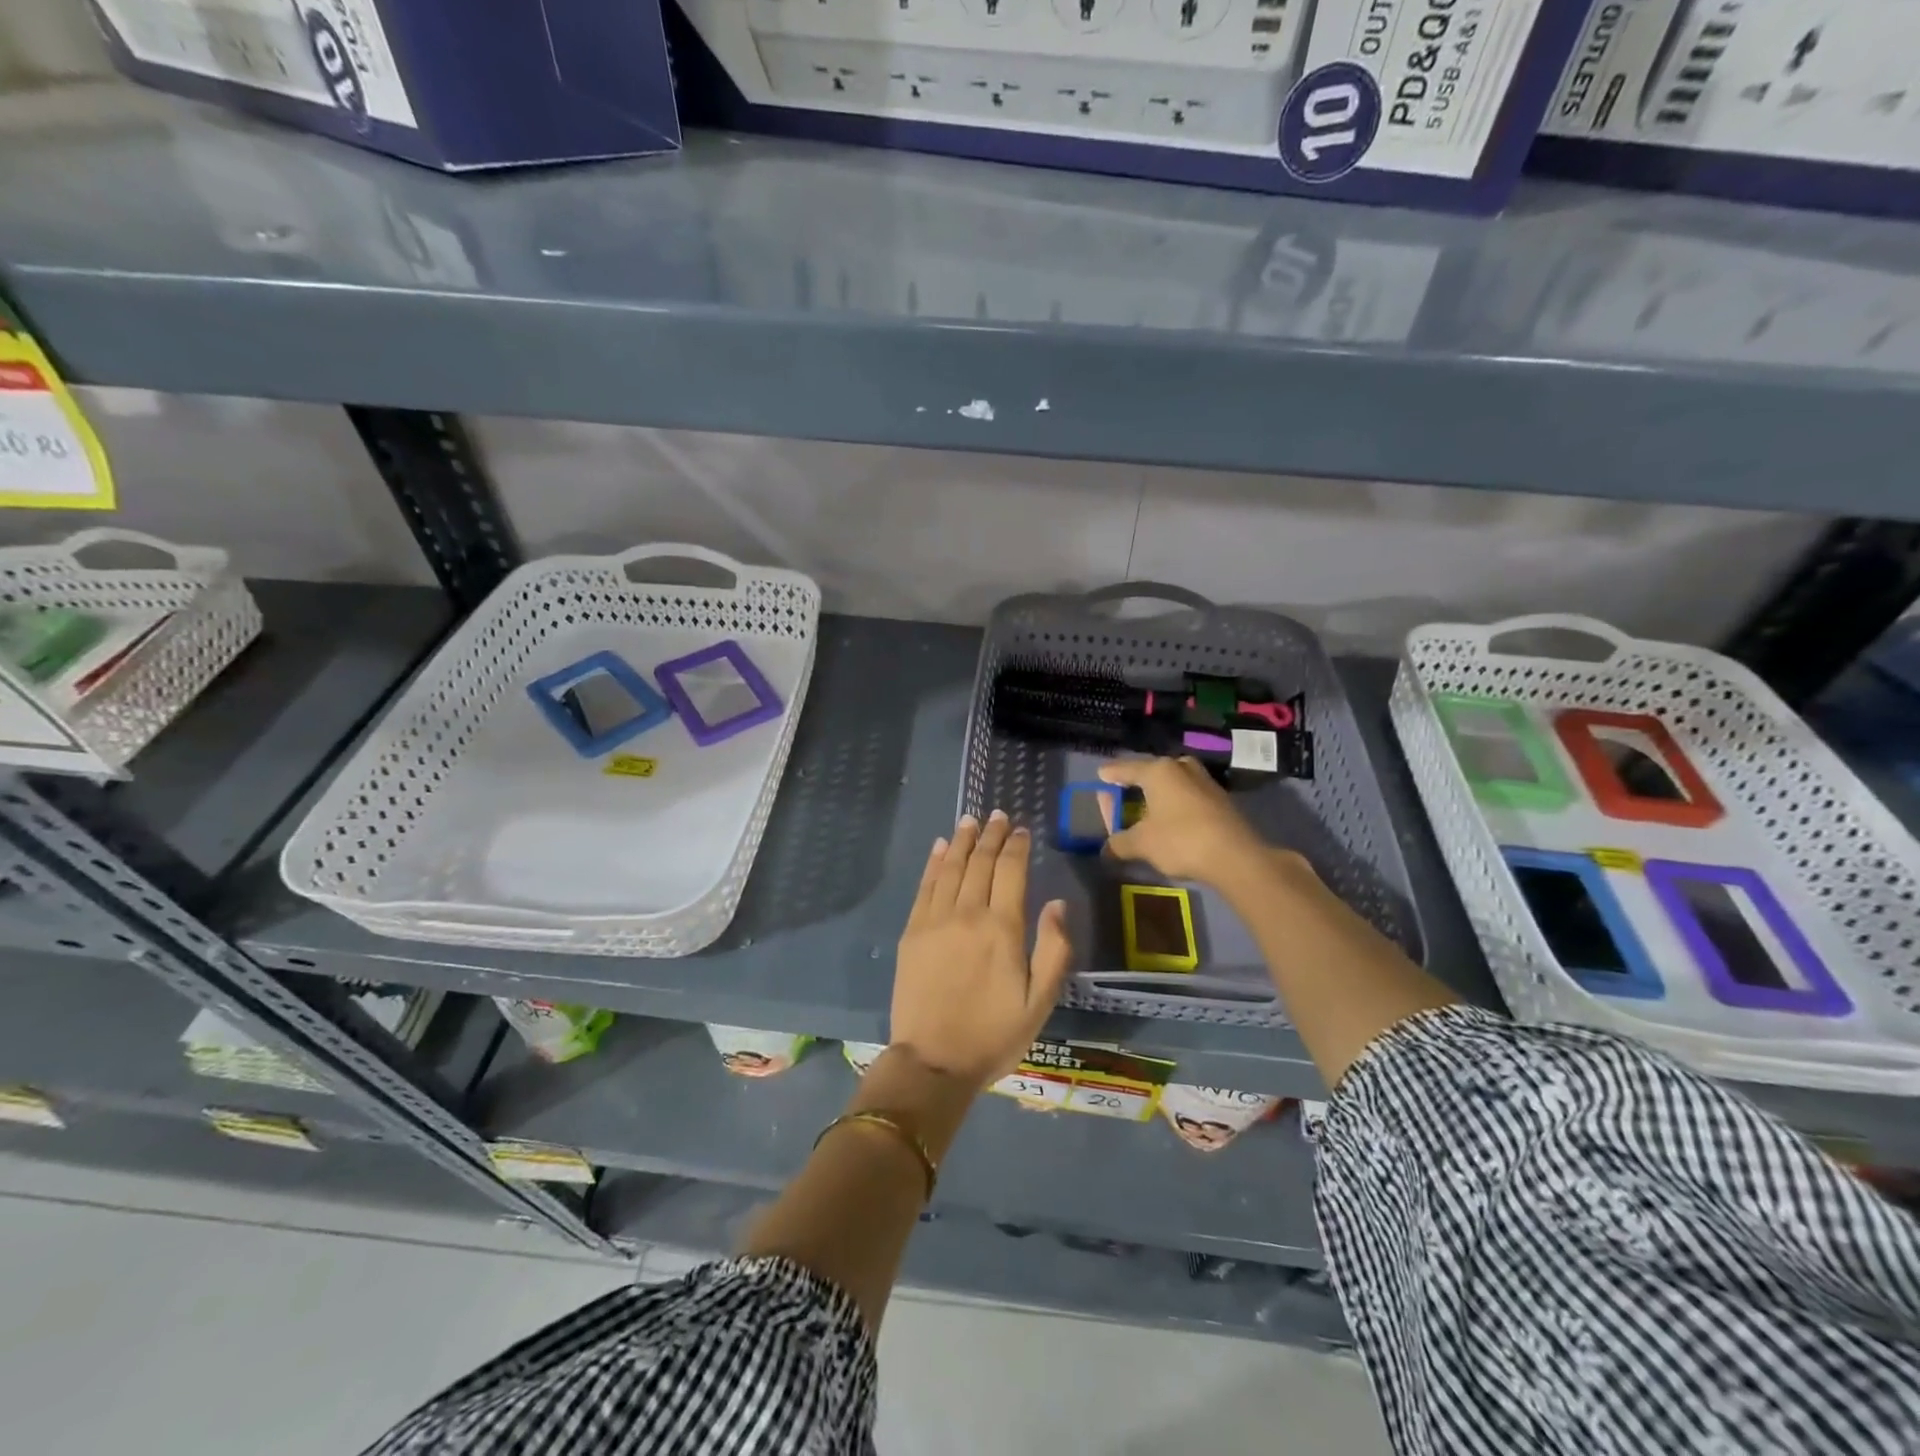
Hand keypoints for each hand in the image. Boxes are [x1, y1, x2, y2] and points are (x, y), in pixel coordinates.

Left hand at [891, 810, 1073, 1088]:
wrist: (933, 1062)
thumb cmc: (994, 1035)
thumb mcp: (1040, 1002)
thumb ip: (1054, 949)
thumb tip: (1056, 903)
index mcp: (1003, 928)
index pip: (1011, 871)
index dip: (1016, 845)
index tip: (1021, 829)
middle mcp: (968, 913)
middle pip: (980, 862)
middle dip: (990, 835)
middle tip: (997, 815)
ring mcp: (935, 920)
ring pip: (951, 867)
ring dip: (961, 840)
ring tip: (970, 820)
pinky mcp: (913, 932)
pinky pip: (925, 886)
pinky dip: (934, 863)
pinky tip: (940, 847)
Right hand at [1098, 756, 1279, 887]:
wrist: (1236, 857)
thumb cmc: (1181, 840)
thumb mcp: (1142, 844)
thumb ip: (1119, 843)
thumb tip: (1105, 850)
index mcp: (1158, 771)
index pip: (1125, 768)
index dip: (1111, 774)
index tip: (1101, 775)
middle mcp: (1181, 768)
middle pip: (1152, 771)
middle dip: (1136, 781)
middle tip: (1124, 792)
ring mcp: (1205, 781)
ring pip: (1173, 781)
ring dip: (1159, 792)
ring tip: (1148, 806)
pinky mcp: (1220, 799)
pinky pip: (1188, 794)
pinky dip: (1176, 802)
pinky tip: (1172, 818)